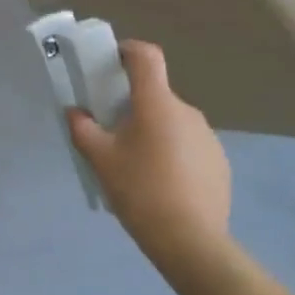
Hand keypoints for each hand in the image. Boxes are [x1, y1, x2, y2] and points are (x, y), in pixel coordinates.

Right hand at [68, 40, 230, 271]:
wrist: (192, 243)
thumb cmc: (141, 191)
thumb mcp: (101, 160)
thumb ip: (83, 129)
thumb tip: (75, 113)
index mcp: (157, 102)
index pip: (146, 56)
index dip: (128, 51)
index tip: (112, 65)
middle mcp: (186, 110)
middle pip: (156, 95)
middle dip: (135, 107)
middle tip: (115, 135)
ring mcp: (208, 137)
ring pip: (173, 122)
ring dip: (156, 133)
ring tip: (140, 168)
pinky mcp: (220, 163)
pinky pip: (190, 146)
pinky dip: (175, 155)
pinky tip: (165, 187)